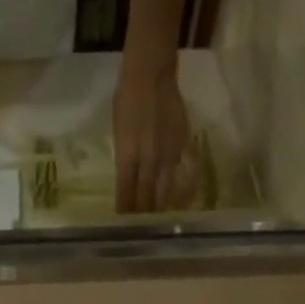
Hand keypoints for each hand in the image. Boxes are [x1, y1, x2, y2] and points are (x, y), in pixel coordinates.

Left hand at [112, 63, 197, 213]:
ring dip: (162, 206)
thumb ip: (124, 156)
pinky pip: (186, 173)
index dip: (125, 208)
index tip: (123, 222)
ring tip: (160, 221)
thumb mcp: (118, 132)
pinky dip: (184, 190)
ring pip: (166, 189)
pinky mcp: (184, 145)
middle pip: (147, 194)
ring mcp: (169, 153)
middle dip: (143, 213)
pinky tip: (183, 201)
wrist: (151, 75)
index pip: (126, 190)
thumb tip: (128, 177)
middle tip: (141, 228)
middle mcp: (149, 158)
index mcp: (127, 154)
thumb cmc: (127, 100)